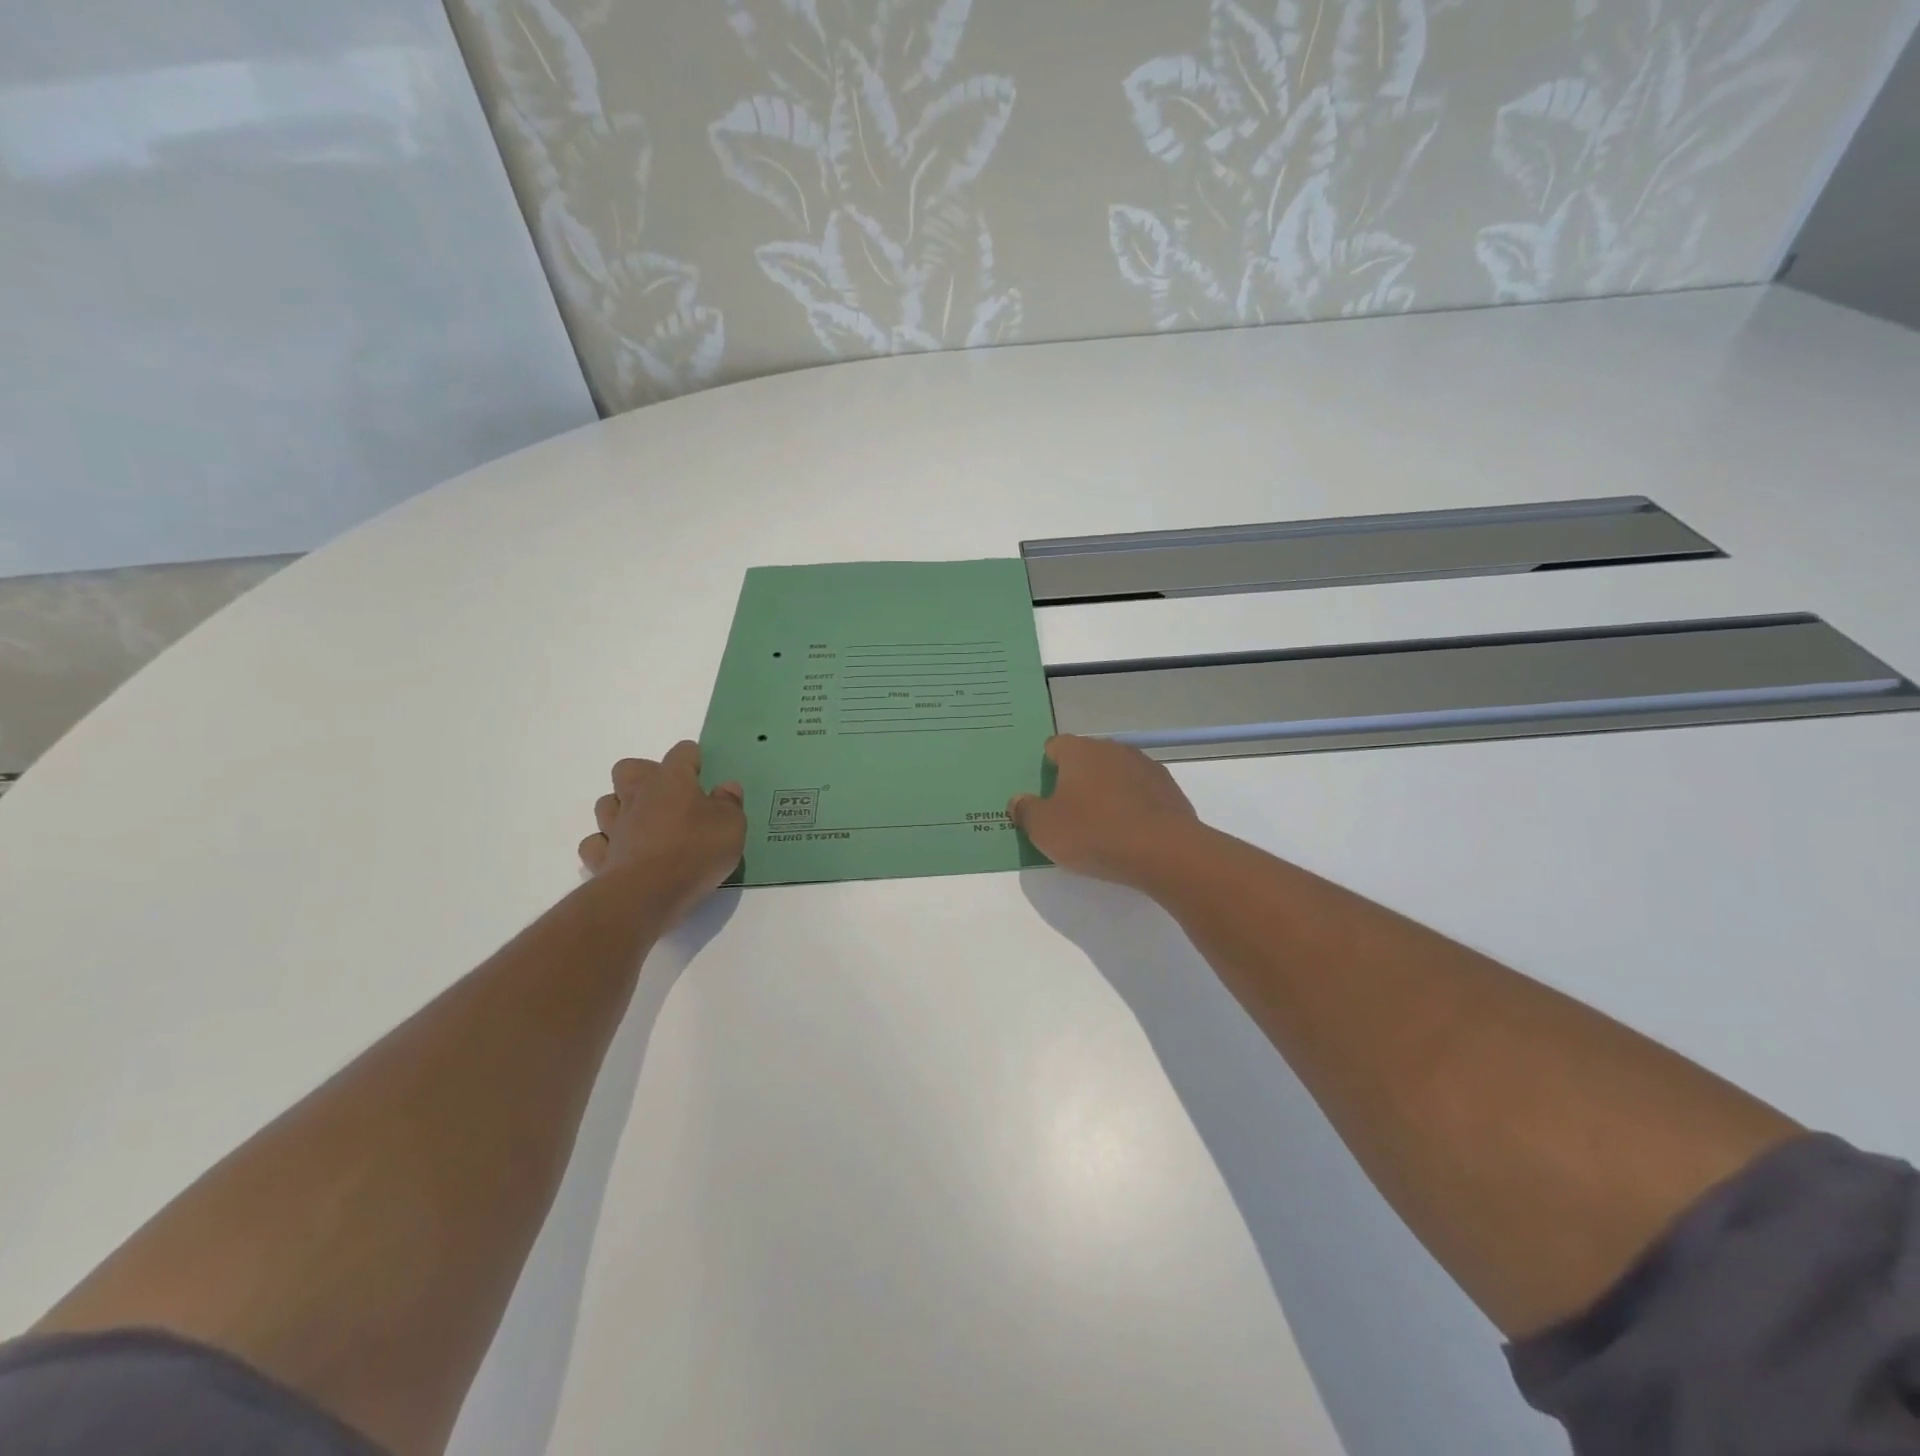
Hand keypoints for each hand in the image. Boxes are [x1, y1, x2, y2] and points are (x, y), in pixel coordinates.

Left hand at [579, 741, 745, 923]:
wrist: (648, 893)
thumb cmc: (696, 850)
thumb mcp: (732, 825)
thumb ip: (730, 803)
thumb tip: (726, 787)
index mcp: (672, 780)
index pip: (682, 753)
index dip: (693, 758)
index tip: (703, 772)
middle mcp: (638, 795)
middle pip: (629, 769)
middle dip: (644, 775)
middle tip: (667, 795)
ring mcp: (614, 826)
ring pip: (606, 803)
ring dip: (621, 808)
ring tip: (644, 824)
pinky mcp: (600, 857)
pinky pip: (596, 842)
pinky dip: (607, 844)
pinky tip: (623, 852)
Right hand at [1008, 734, 1201, 891]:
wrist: (1163, 851)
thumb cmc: (1094, 833)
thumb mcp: (1045, 829)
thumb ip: (1026, 811)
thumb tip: (1018, 800)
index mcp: (1079, 751)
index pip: (1055, 746)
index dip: (1047, 767)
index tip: (1045, 793)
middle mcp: (1112, 749)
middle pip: (1087, 759)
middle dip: (1077, 779)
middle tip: (1069, 812)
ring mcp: (1145, 766)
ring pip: (1116, 774)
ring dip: (1107, 791)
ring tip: (1101, 825)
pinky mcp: (1169, 788)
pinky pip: (1140, 792)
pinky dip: (1132, 806)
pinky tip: (1129, 832)